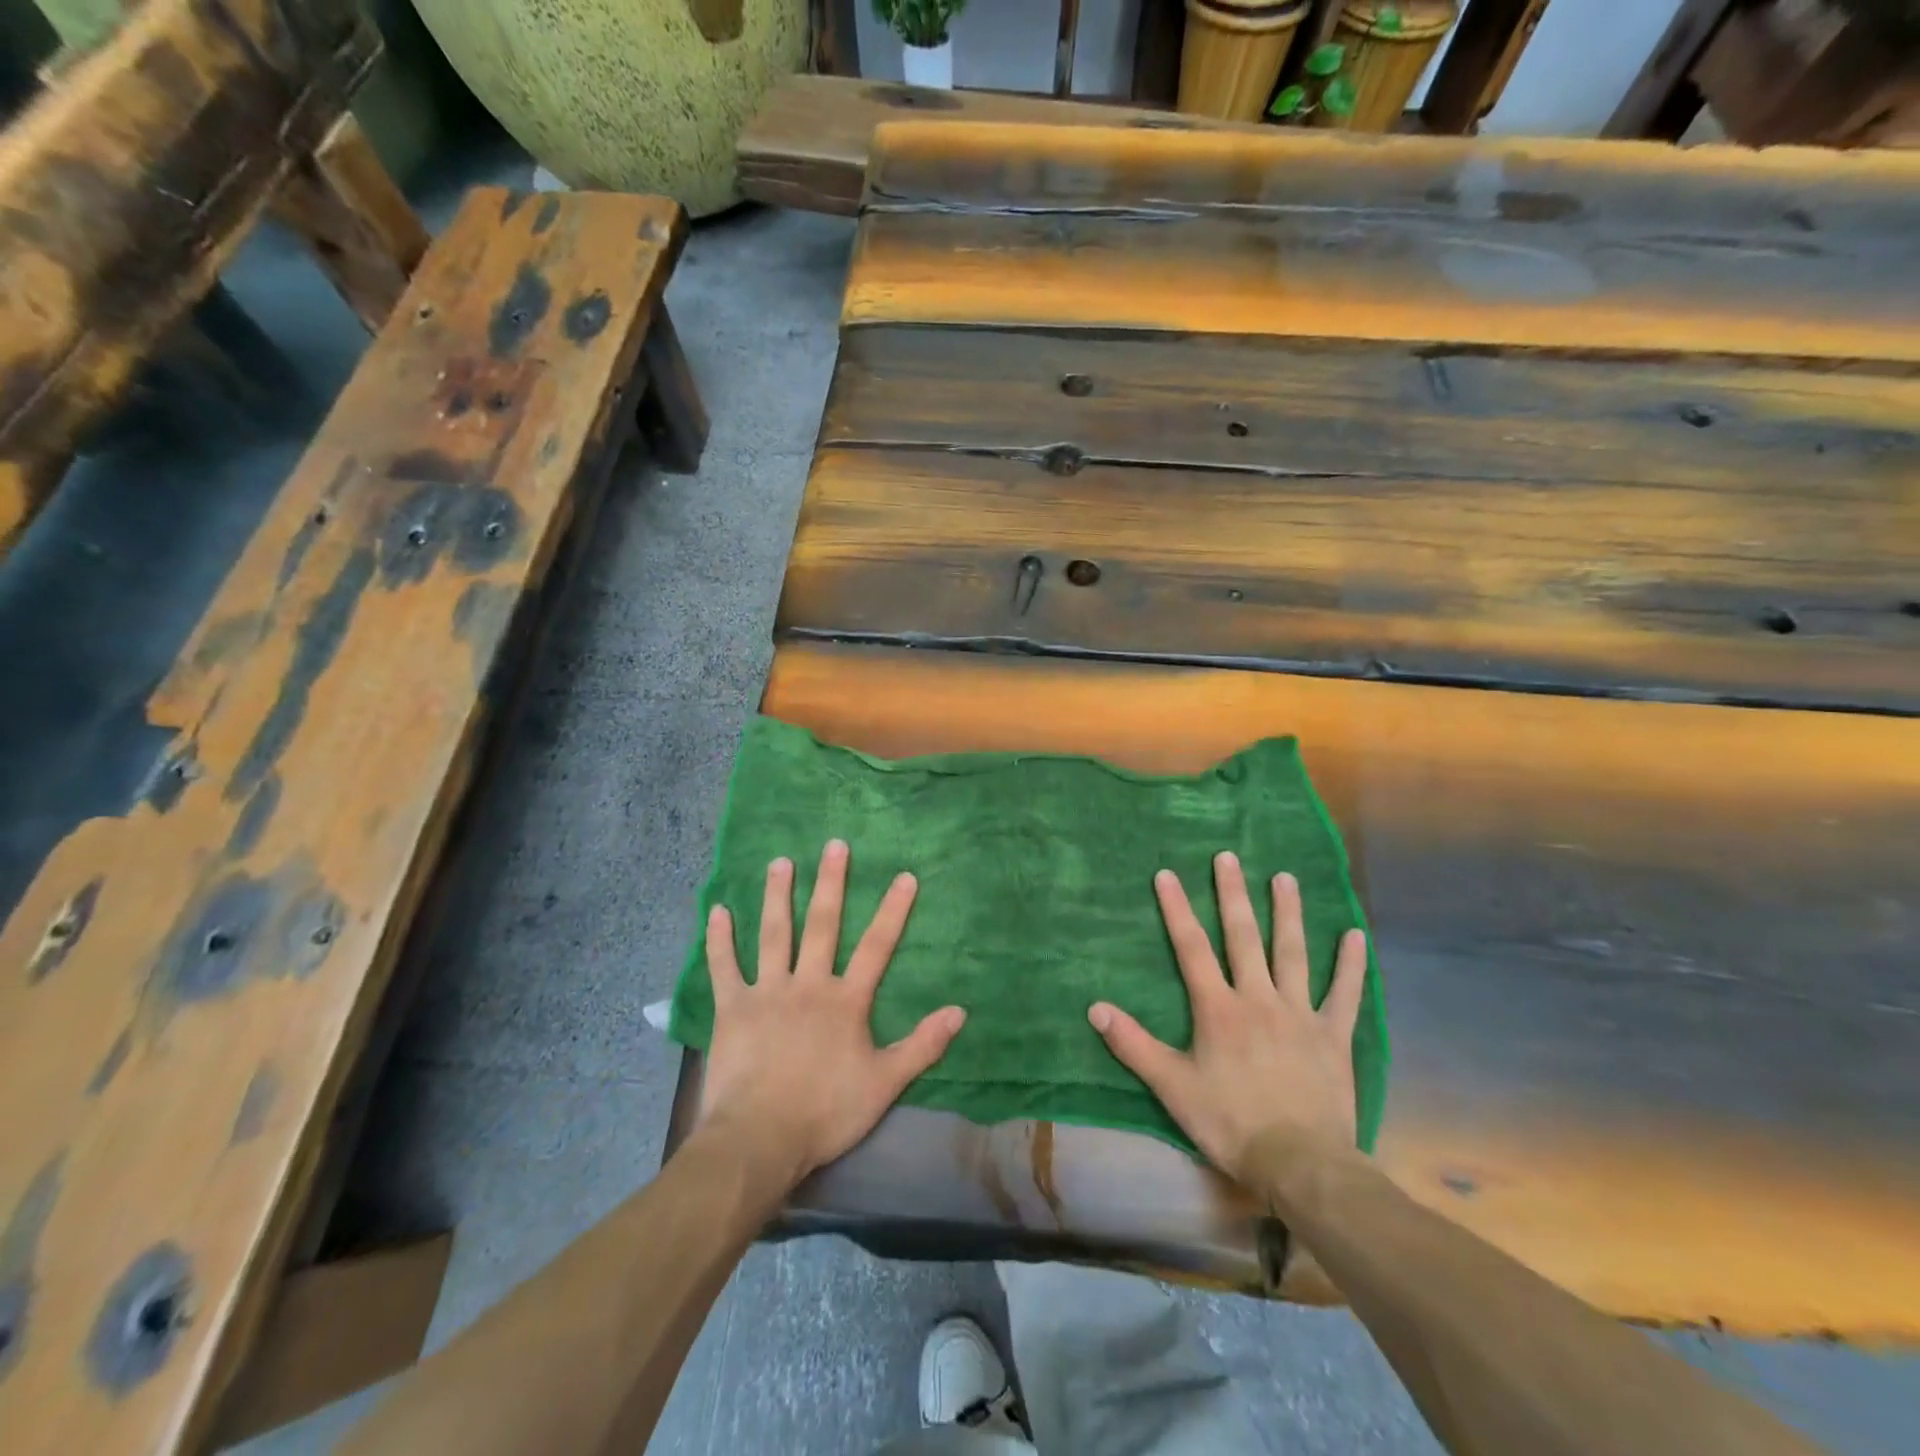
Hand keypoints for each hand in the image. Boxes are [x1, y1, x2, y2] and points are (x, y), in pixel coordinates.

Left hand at [697, 840, 965, 1187]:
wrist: (760, 1139)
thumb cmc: (826, 1111)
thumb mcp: (885, 1083)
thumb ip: (922, 1045)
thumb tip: (960, 1011)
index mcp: (845, 1001)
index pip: (877, 947)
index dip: (893, 911)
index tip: (904, 876)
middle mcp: (808, 984)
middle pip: (822, 926)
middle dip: (831, 883)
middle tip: (834, 845)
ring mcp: (767, 992)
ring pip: (774, 934)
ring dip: (778, 896)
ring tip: (781, 862)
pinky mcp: (732, 1008)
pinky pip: (725, 967)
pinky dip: (719, 939)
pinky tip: (717, 911)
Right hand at [1088, 852, 1367, 1182]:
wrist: (1301, 1164)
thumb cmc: (1230, 1123)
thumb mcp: (1172, 1087)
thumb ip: (1133, 1045)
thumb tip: (1094, 1008)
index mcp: (1218, 1009)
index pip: (1191, 948)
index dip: (1177, 909)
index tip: (1168, 874)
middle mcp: (1258, 999)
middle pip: (1243, 937)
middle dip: (1233, 894)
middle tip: (1228, 857)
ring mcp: (1300, 1014)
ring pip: (1292, 953)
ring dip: (1287, 913)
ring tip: (1284, 877)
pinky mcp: (1333, 1036)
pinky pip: (1344, 994)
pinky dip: (1350, 964)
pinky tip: (1355, 935)